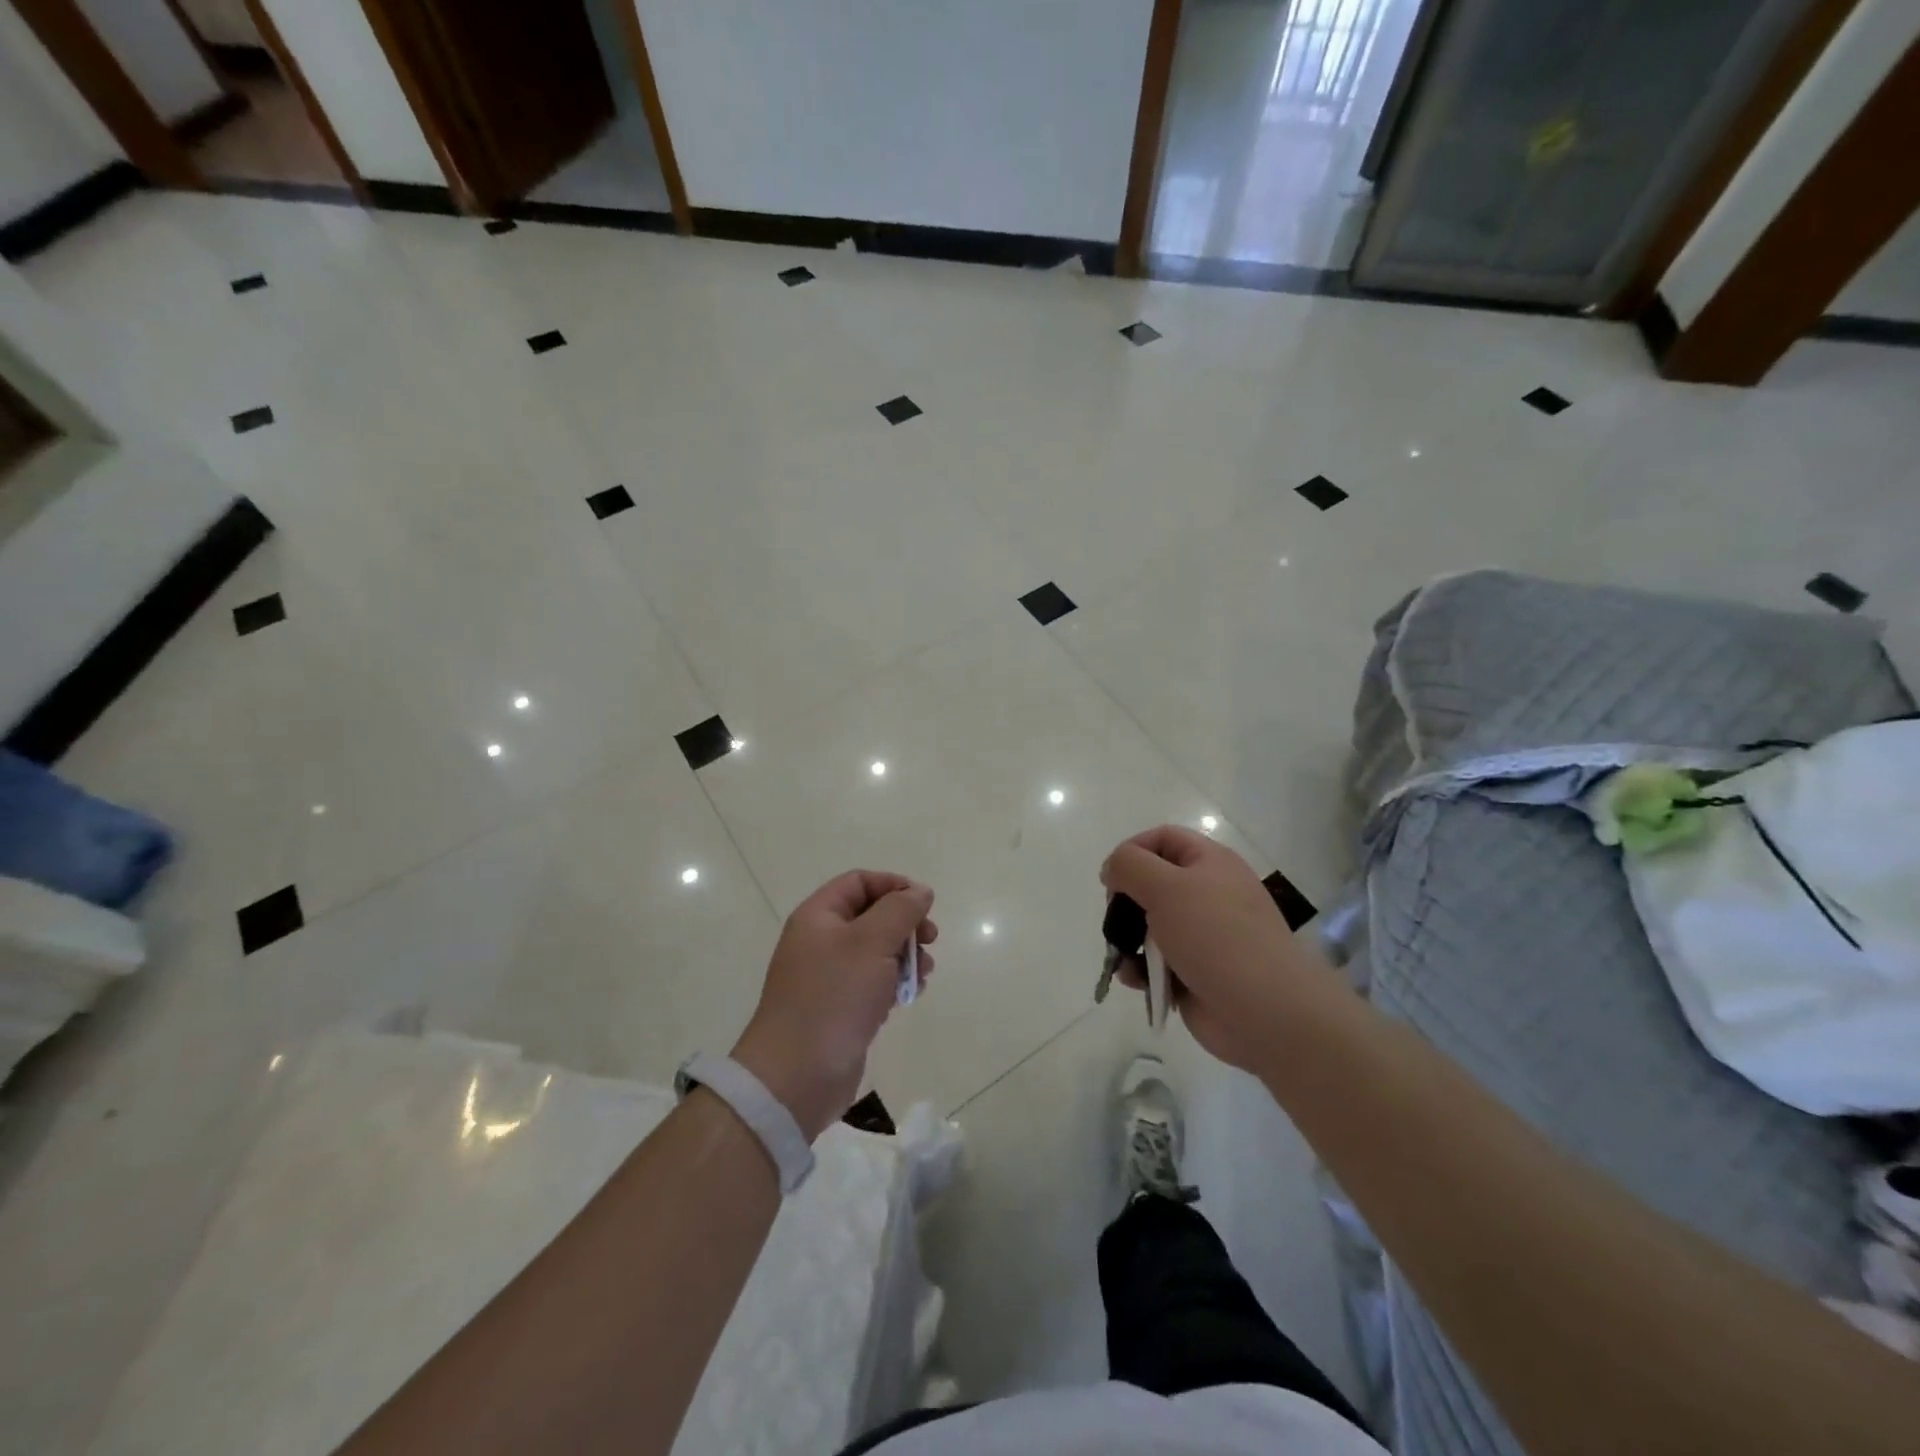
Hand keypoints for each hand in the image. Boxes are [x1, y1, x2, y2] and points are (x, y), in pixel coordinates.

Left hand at [732, 871, 936, 1140]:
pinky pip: (872, 983)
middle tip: (931, 940)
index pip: (859, 882)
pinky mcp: (839, 1008)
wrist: (797, 1074)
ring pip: (876, 951)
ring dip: (905, 957)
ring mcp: (829, 976)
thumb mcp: (872, 942)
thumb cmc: (835, 996)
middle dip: (905, 925)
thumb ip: (900, 910)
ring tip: (923, 975)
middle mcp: (820, 941)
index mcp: (819, 916)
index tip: (924, 904)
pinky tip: (908, 997)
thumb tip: (919, 891)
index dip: (894, 886)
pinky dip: (893, 984)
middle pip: (871, 916)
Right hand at [1101, 827, 1320, 1071]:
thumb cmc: (1216, 937)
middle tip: (1116, 920)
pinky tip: (1137, 981)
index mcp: (1210, 863)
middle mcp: (1208, 893)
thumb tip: (1112, 869)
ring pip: (1149, 926)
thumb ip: (1129, 865)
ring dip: (1128, 940)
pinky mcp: (1195, 972)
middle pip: (1151, 883)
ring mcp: (1203, 936)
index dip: (1132, 851)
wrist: (1266, 1012)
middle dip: (1125, 902)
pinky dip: (1141, 969)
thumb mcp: (1166, 887)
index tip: (1111, 879)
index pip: (1162, 839)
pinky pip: (1156, 962)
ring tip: (1124, 958)